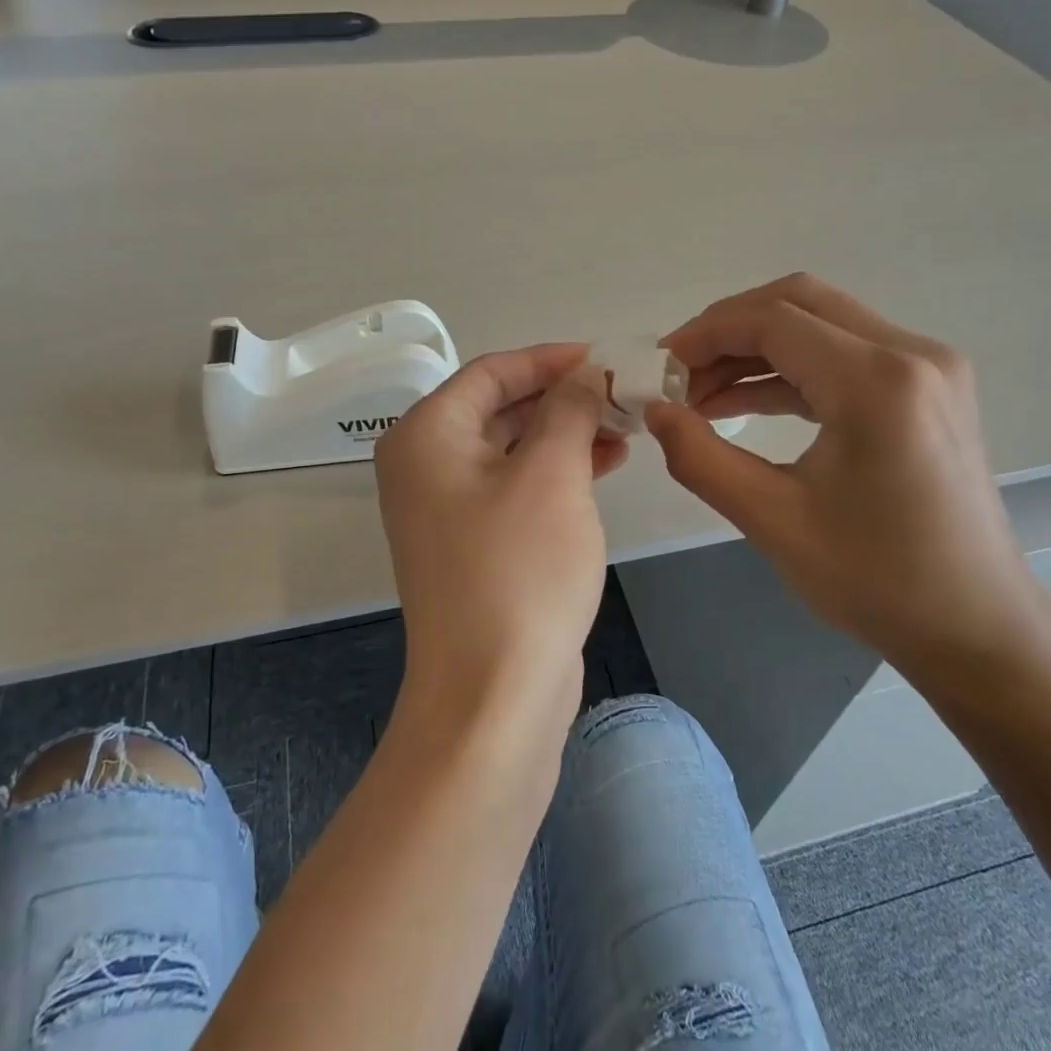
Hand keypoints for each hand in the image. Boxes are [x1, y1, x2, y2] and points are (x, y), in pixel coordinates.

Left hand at [375, 344, 625, 740]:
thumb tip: (583, 374)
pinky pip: (515, 489)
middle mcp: (425, 467)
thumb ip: (568, 411)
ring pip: (511, 450)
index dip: (549, 360)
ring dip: (565, 435)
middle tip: (621, 396)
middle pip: (498, 409)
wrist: (493, 692)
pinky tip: (602, 468)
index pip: (491, 372)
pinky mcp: (472, 546)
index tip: (604, 358)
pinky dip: (555, 474)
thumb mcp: (551, 474)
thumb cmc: (519, 570)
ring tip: (625, 431)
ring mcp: (446, 511)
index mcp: (426, 437)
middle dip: (562, 399)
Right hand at [648, 275, 1050, 687]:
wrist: (975, 625)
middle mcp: (913, 353)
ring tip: (701, 395)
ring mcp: (929, 368)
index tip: (659, 368)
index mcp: (877, 382)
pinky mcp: (930, 389)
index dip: (706, 335)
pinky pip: (847, 356)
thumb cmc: (875, 580)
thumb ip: (700, 457)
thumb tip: (655, 411)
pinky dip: (792, 371)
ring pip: (823, 324)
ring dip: (758, 350)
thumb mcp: (772, 520)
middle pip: (800, 302)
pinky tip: (746, 403)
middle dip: (729, 330)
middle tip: (679, 374)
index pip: (773, 320)